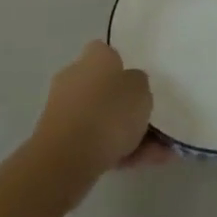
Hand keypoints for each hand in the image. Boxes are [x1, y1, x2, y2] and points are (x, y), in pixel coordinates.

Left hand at [30, 41, 166, 197]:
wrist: (68, 156)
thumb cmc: (109, 112)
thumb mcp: (141, 90)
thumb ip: (139, 84)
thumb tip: (131, 85)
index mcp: (94, 57)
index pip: (107, 53)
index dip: (123, 67)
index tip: (139, 85)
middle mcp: (74, 77)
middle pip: (104, 88)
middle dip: (127, 107)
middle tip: (151, 123)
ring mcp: (64, 110)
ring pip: (102, 119)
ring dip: (127, 134)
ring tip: (156, 153)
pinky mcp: (59, 140)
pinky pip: (94, 141)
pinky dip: (116, 151)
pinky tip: (140, 163)